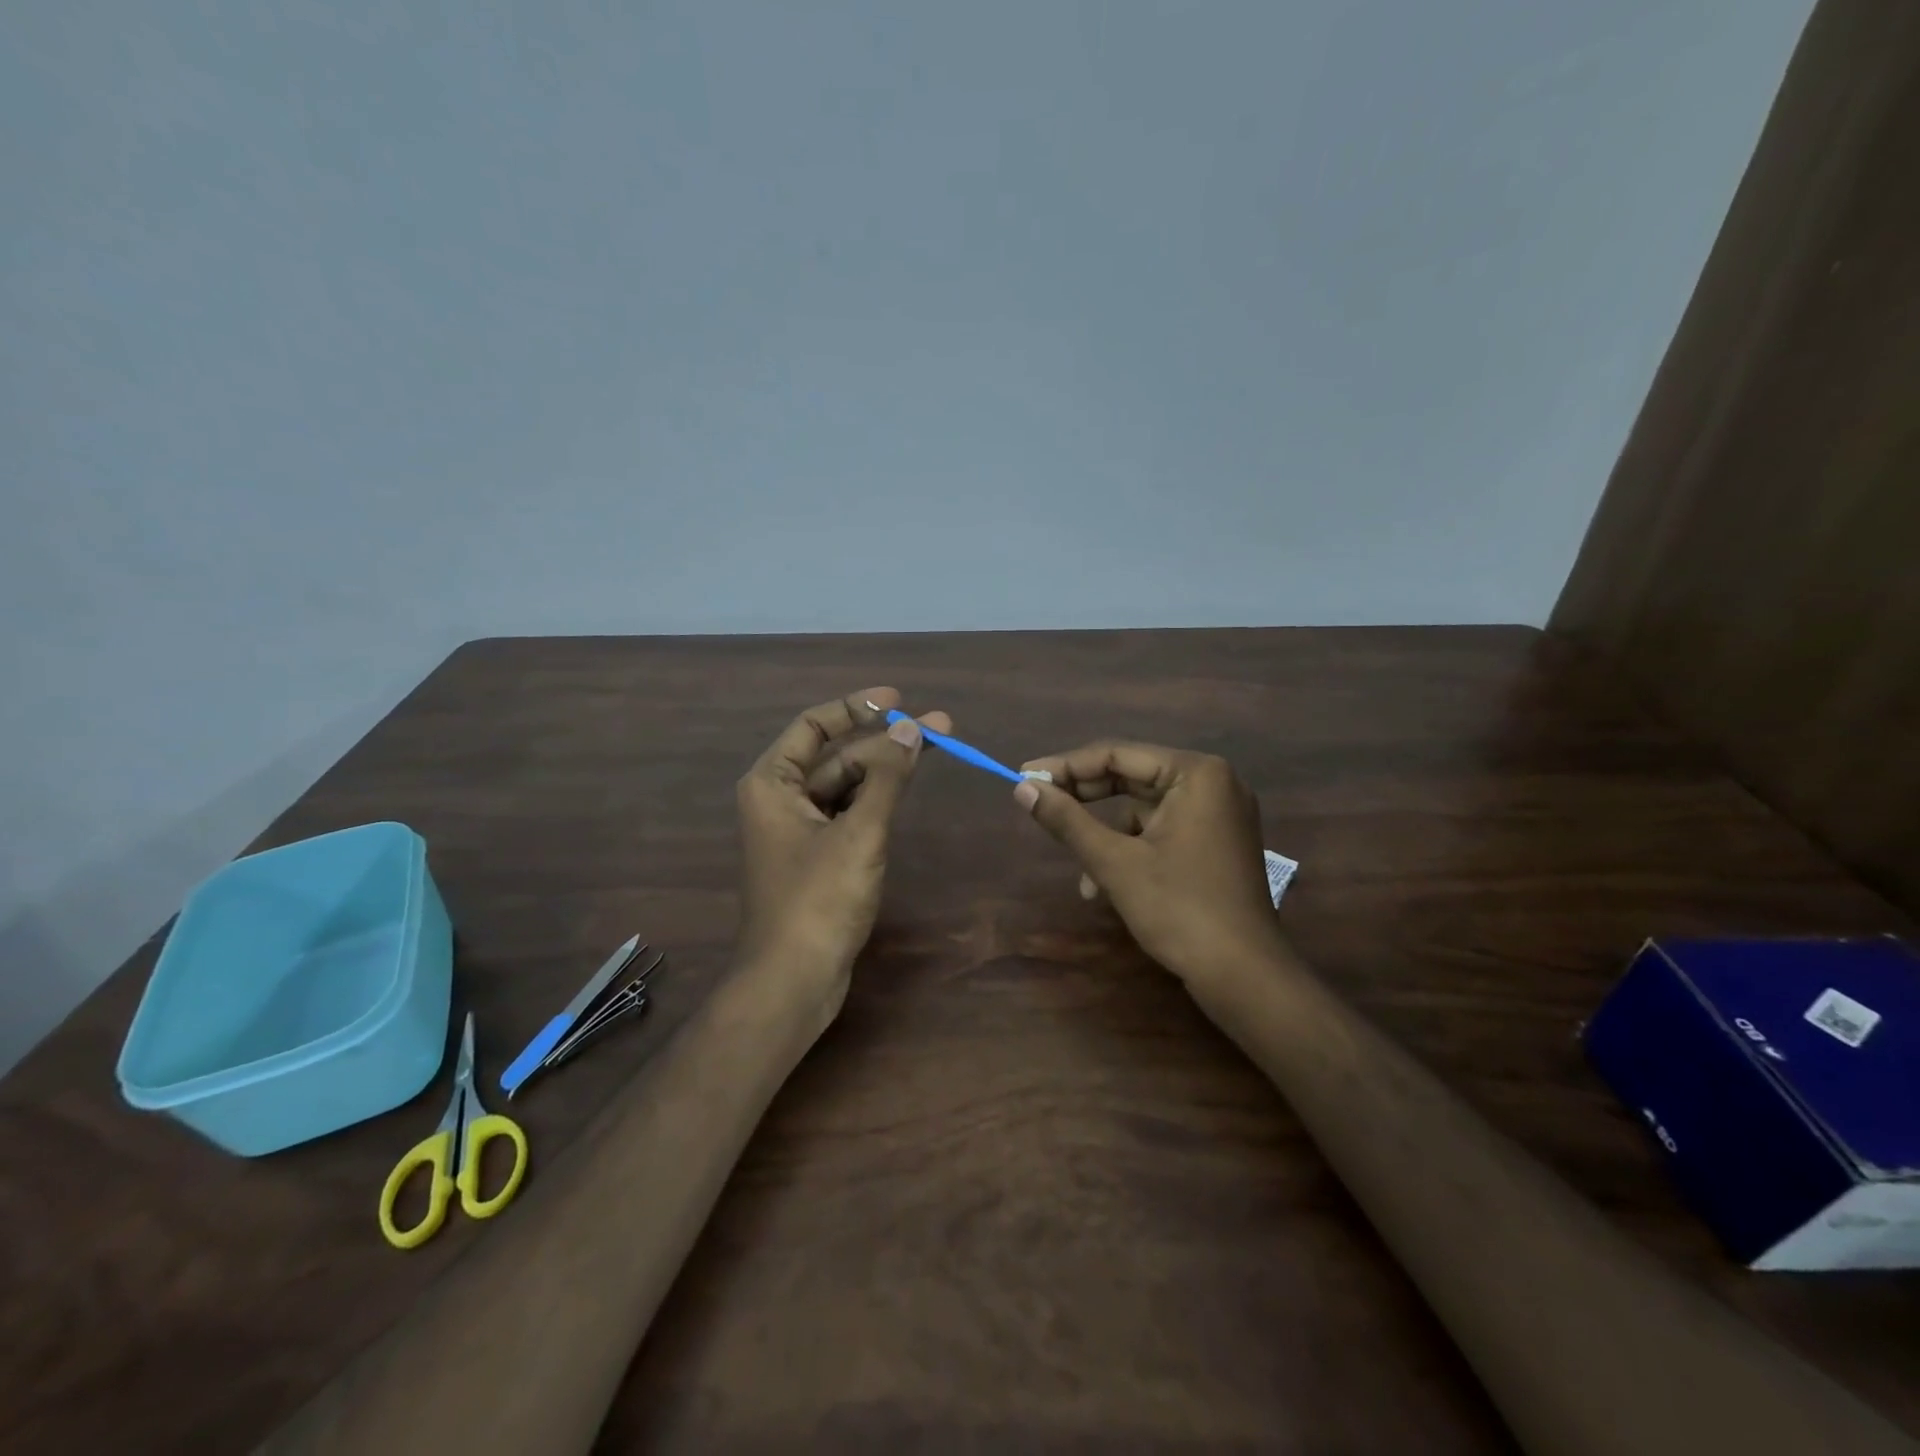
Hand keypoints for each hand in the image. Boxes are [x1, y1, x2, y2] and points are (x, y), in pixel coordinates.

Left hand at [733, 687, 947, 1013]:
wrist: (793, 980)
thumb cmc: (818, 900)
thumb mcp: (859, 833)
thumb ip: (886, 778)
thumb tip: (912, 729)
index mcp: (772, 783)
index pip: (813, 726)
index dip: (855, 707)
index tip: (898, 700)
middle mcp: (779, 800)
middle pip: (836, 756)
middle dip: (884, 741)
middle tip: (939, 727)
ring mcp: (798, 831)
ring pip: (845, 786)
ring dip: (885, 770)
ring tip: (932, 750)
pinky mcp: (816, 858)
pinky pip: (847, 814)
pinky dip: (876, 801)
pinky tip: (905, 791)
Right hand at [1012, 741, 1283, 985]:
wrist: (1244, 976)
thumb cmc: (1179, 909)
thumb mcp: (1114, 862)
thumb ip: (1067, 820)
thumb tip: (1022, 788)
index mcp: (1196, 773)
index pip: (1117, 755)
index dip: (1066, 766)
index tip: (1024, 776)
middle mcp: (1214, 783)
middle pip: (1132, 777)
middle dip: (1084, 800)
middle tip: (1039, 804)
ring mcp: (1219, 815)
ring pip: (1143, 810)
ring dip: (1106, 836)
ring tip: (1081, 873)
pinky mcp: (1217, 844)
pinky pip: (1162, 832)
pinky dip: (1131, 851)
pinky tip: (1106, 887)